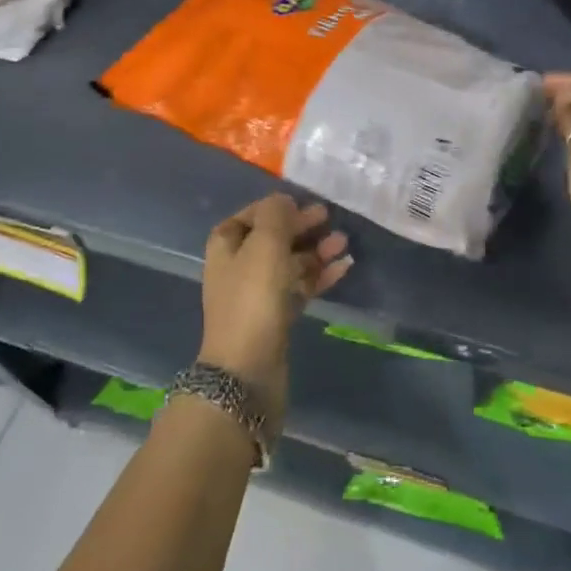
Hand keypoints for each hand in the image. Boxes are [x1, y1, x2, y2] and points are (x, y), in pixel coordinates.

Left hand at [199, 193, 351, 430]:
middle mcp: (238, 267)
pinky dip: (319, 276)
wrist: (247, 370)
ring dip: (315, 251)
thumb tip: (284, 200)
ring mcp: (257, 295)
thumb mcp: (265, 245)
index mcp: (226, 246)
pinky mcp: (276, 318)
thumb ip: (276, 216)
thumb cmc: (253, 298)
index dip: (276, 208)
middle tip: (330, 219)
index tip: (304, 203)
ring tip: (343, 243)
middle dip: (302, 228)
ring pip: (289, 263)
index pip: (251, 215)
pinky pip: (300, 288)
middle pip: (273, 239)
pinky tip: (344, 268)